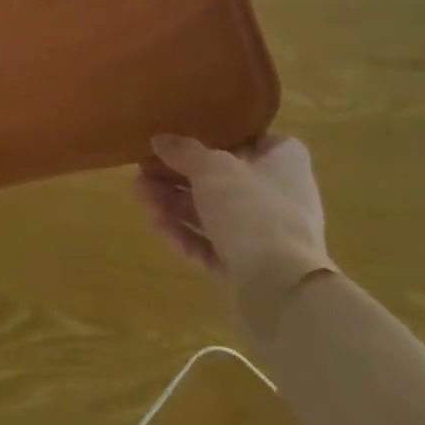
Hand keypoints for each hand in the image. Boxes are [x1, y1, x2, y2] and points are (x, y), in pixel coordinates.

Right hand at [135, 133, 330, 295]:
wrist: (280, 292)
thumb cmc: (253, 210)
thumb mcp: (212, 168)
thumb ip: (184, 151)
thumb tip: (160, 139)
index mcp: (284, 166)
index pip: (266, 140)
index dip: (234, 135)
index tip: (199, 133)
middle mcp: (279, 198)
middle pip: (225, 178)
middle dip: (181, 175)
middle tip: (145, 170)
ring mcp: (266, 237)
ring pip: (214, 213)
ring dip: (175, 204)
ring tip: (140, 196)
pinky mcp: (250, 268)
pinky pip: (213, 245)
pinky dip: (186, 235)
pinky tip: (158, 227)